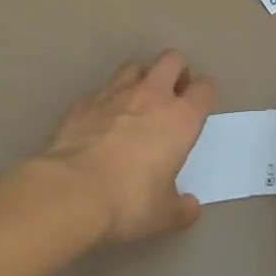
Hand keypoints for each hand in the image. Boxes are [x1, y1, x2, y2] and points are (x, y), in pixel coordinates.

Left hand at [38, 51, 215, 244]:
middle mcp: (152, 96)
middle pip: (172, 59)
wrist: (70, 191)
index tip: (199, 108)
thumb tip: (189, 207)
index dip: (205, 94)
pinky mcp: (84, 100)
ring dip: (141, 79)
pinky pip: (102, 89)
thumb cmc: (128, 202)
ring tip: (135, 104)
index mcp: (180, 119)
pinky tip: (100, 122)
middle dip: (176, 71)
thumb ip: (181, 208)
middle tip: (171, 96)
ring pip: (135, 66)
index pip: (205, 87)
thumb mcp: (163, 216)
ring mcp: (115, 93)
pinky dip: (107, 100)